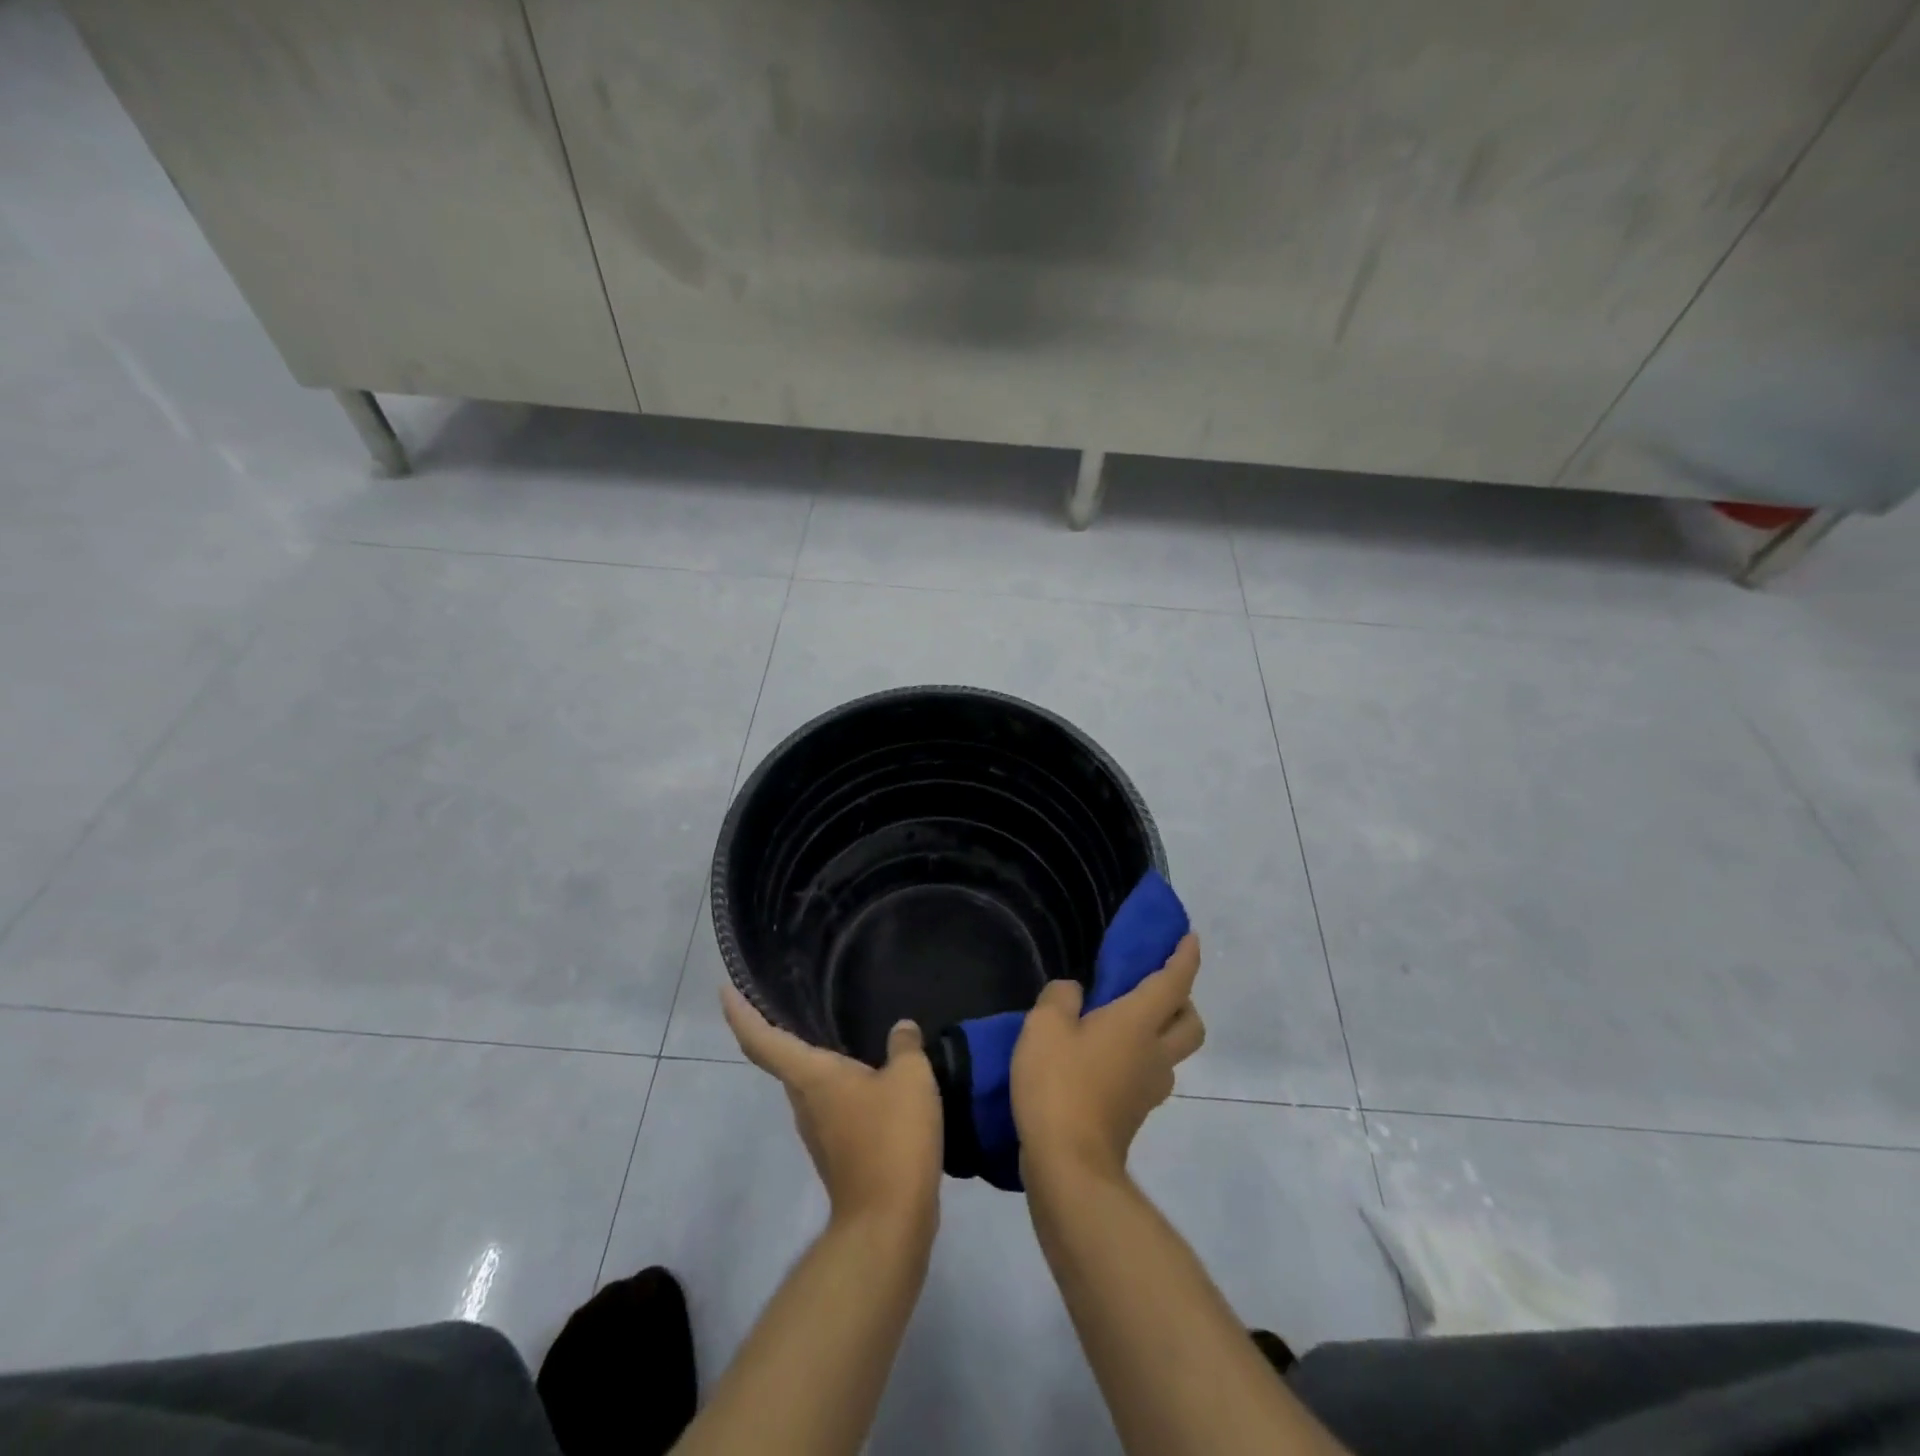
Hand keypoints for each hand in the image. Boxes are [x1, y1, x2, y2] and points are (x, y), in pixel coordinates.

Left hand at [722, 984, 943, 1233]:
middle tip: (790, 996)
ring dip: (815, 1058)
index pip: (762, 1039)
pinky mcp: (837, 1151)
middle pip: (782, 1059)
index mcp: (811, 1076)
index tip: (724, 990)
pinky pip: (831, 1103)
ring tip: (837, 1028)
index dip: (740, 1013)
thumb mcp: (910, 1079)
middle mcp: (804, 1101)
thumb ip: (905, 1046)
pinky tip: (868, 1075)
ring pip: (808, 1083)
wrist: (889, 1222)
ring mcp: (819, 1130)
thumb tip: (901, 1028)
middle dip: (778, 1029)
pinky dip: (839, 1082)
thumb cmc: (891, 1139)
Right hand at [1011, 934, 1204, 1184]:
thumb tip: (1074, 993)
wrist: (1068, 1165)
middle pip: (1191, 1023)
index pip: (1173, 982)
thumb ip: (1060, 998)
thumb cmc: (1059, 1084)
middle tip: (1154, 988)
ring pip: (1173, 1053)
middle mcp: (1154, 1053)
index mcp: (1138, 1022)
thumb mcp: (1044, 1026)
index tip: (1190, 937)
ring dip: (1163, 1033)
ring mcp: (1149, 1089)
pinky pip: (1149, 1076)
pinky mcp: (1134, 1115)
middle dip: (1183, 1001)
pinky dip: (1139, 1059)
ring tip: (1125, 1024)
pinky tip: (1106, 1059)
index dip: (1184, 957)